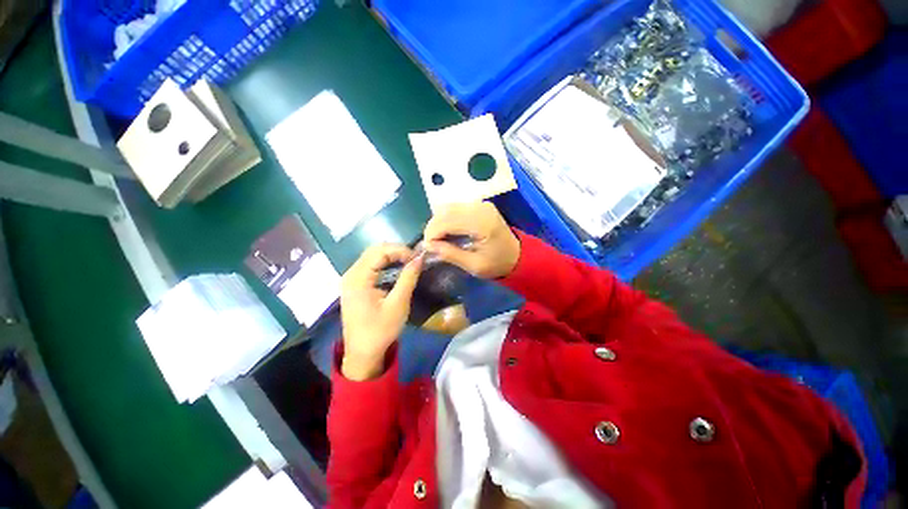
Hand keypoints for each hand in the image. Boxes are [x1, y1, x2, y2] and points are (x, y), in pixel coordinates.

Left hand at [340, 244, 422, 380]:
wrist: (362, 353)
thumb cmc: (380, 331)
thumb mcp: (398, 304)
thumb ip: (408, 278)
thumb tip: (420, 257)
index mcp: (358, 278)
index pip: (379, 251)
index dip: (400, 250)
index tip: (417, 259)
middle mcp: (351, 274)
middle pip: (374, 251)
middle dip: (396, 251)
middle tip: (414, 260)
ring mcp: (351, 279)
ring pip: (372, 256)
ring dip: (391, 256)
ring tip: (409, 263)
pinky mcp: (354, 285)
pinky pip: (370, 266)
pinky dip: (385, 264)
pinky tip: (397, 269)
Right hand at [423, 202, 520, 278]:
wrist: (517, 255)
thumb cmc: (497, 263)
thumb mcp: (474, 265)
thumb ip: (450, 254)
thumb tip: (427, 245)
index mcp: (482, 223)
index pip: (447, 221)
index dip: (432, 233)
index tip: (426, 248)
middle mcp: (480, 208)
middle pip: (445, 211)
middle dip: (433, 227)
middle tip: (430, 244)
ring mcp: (480, 204)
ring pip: (447, 207)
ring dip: (438, 222)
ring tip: (438, 239)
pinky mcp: (479, 204)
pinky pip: (455, 207)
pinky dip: (446, 218)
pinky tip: (447, 231)